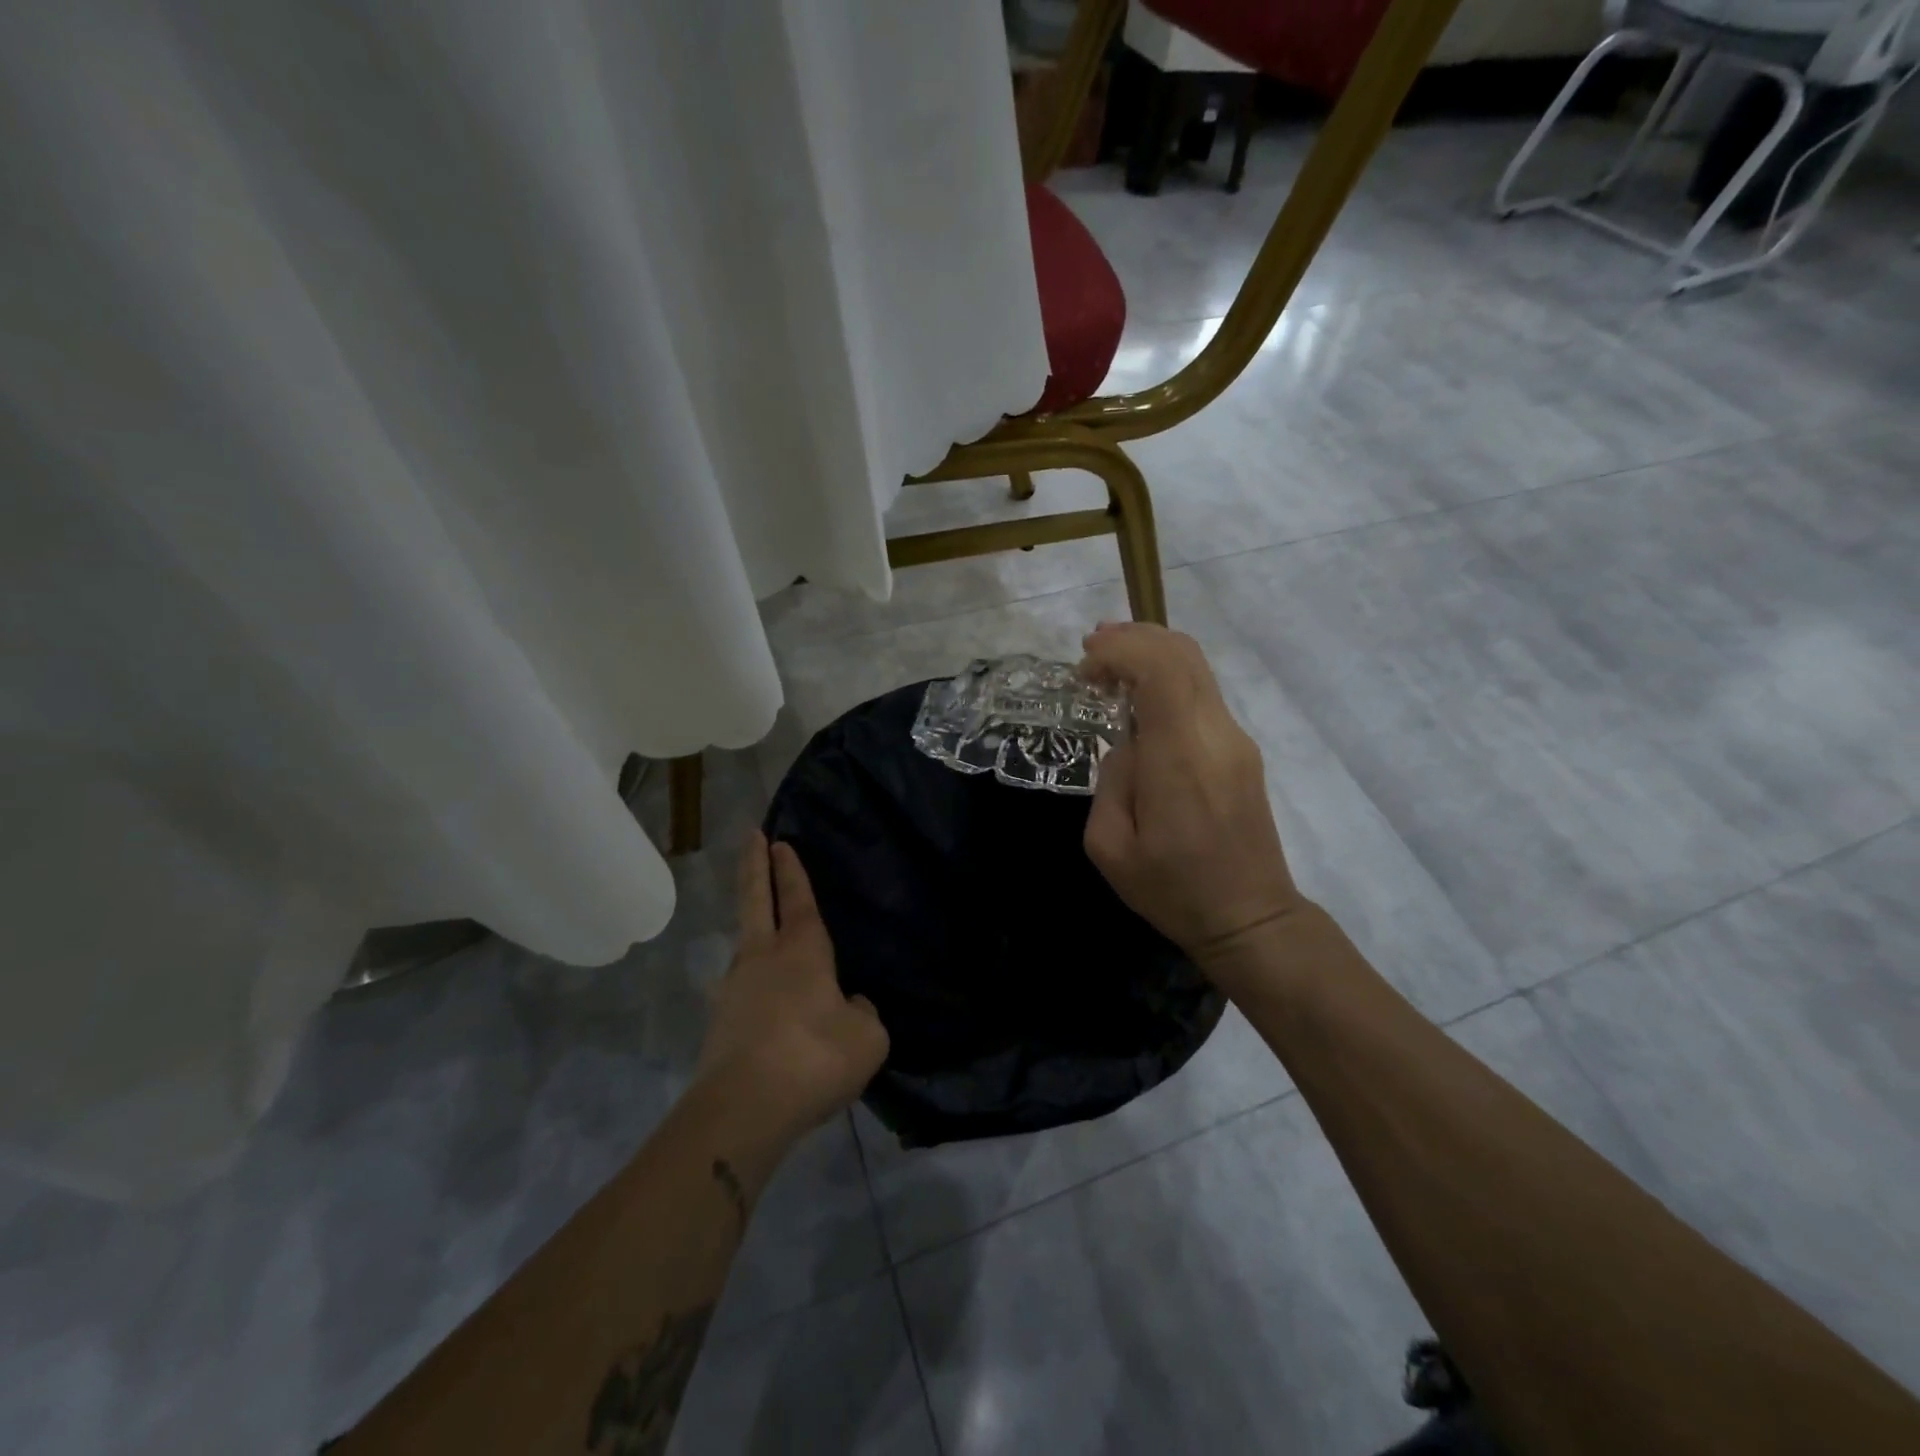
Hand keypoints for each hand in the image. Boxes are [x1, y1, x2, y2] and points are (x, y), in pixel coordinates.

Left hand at [695, 832, 888, 1134]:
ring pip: (745, 945)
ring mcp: (734, 989)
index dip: (791, 870)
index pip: (798, 899)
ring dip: (753, 926)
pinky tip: (768, 1006)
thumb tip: (849, 1005)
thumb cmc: (815, 1058)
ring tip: (765, 930)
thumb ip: (862, 1013)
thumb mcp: (867, 1037)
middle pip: (756, 901)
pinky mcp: (719, 1023)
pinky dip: (754, 984)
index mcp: (802, 951)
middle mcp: (763, 959)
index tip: (779, 841)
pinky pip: (743, 990)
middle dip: (755, 866)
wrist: (744, 1109)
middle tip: (751, 837)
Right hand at [1079, 623, 1302, 975]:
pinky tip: (1140, 698)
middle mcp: (1216, 734)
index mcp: (1181, 756)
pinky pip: (1203, 694)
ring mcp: (1236, 740)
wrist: (1249, 918)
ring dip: (1152, 653)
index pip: (1160, 668)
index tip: (1084, 666)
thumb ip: (1111, 779)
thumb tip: (1128, 745)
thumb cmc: (1172, 889)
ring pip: (1197, 668)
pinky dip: (1168, 678)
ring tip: (1110, 664)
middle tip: (1092, 647)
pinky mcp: (1242, 751)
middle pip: (1183, 654)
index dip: (1120, 650)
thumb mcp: (1110, 846)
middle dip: (1134, 637)